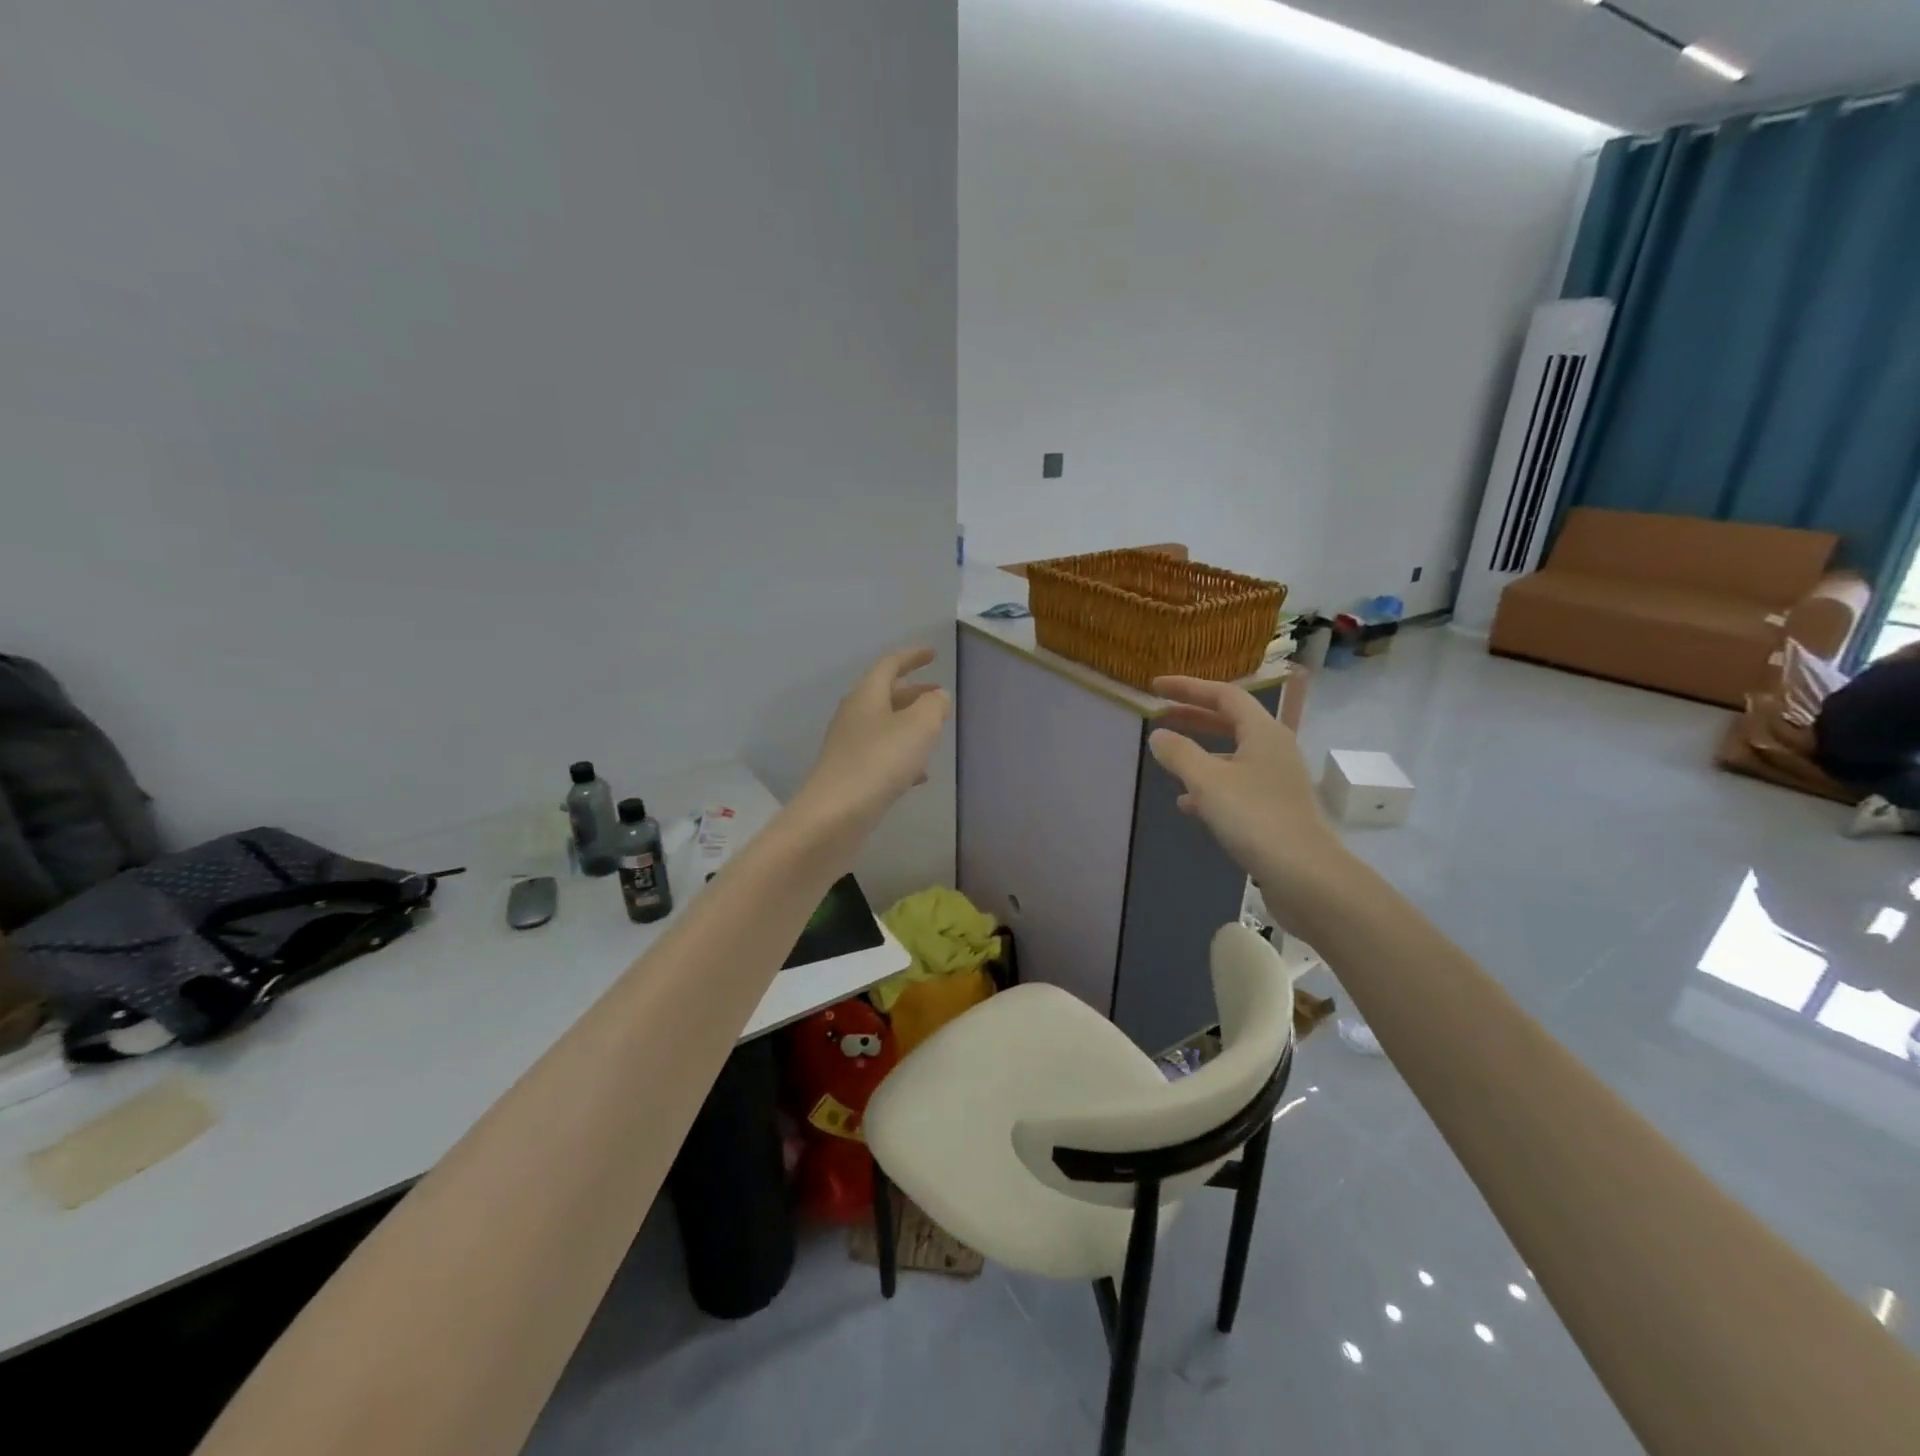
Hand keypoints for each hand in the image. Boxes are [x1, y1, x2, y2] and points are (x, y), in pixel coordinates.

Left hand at [797, 648, 949, 830]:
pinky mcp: (850, 776)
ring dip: (909, 724)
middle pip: (885, 695)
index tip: (932, 653)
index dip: (912, 656)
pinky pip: (881, 756)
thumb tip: (936, 696)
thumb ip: (932, 706)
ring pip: (884, 726)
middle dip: (913, 692)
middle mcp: (854, 716)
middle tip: (938, 693)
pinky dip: (902, 756)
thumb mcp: (918, 728)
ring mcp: (849, 747)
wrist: (833, 817)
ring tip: (934, 732)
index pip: (889, 665)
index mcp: (866, 696)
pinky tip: (919, 774)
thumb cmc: (878, 763)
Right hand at [1146, 676, 1348, 929]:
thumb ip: (1179, 753)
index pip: (1224, 695)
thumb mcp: (1207, 781)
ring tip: (1169, 760)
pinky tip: (1188, 804)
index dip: (1188, 687)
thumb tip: (1158, 735)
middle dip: (1193, 717)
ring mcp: (1277, 780)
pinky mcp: (1275, 809)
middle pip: (1230, 722)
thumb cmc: (1254, 817)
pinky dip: (1211, 785)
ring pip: (1233, 755)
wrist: (1305, 875)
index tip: (1156, 687)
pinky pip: (1237, 784)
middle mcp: (1274, 749)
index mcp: (1263, 732)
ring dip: (1200, 752)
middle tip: (1160, 715)